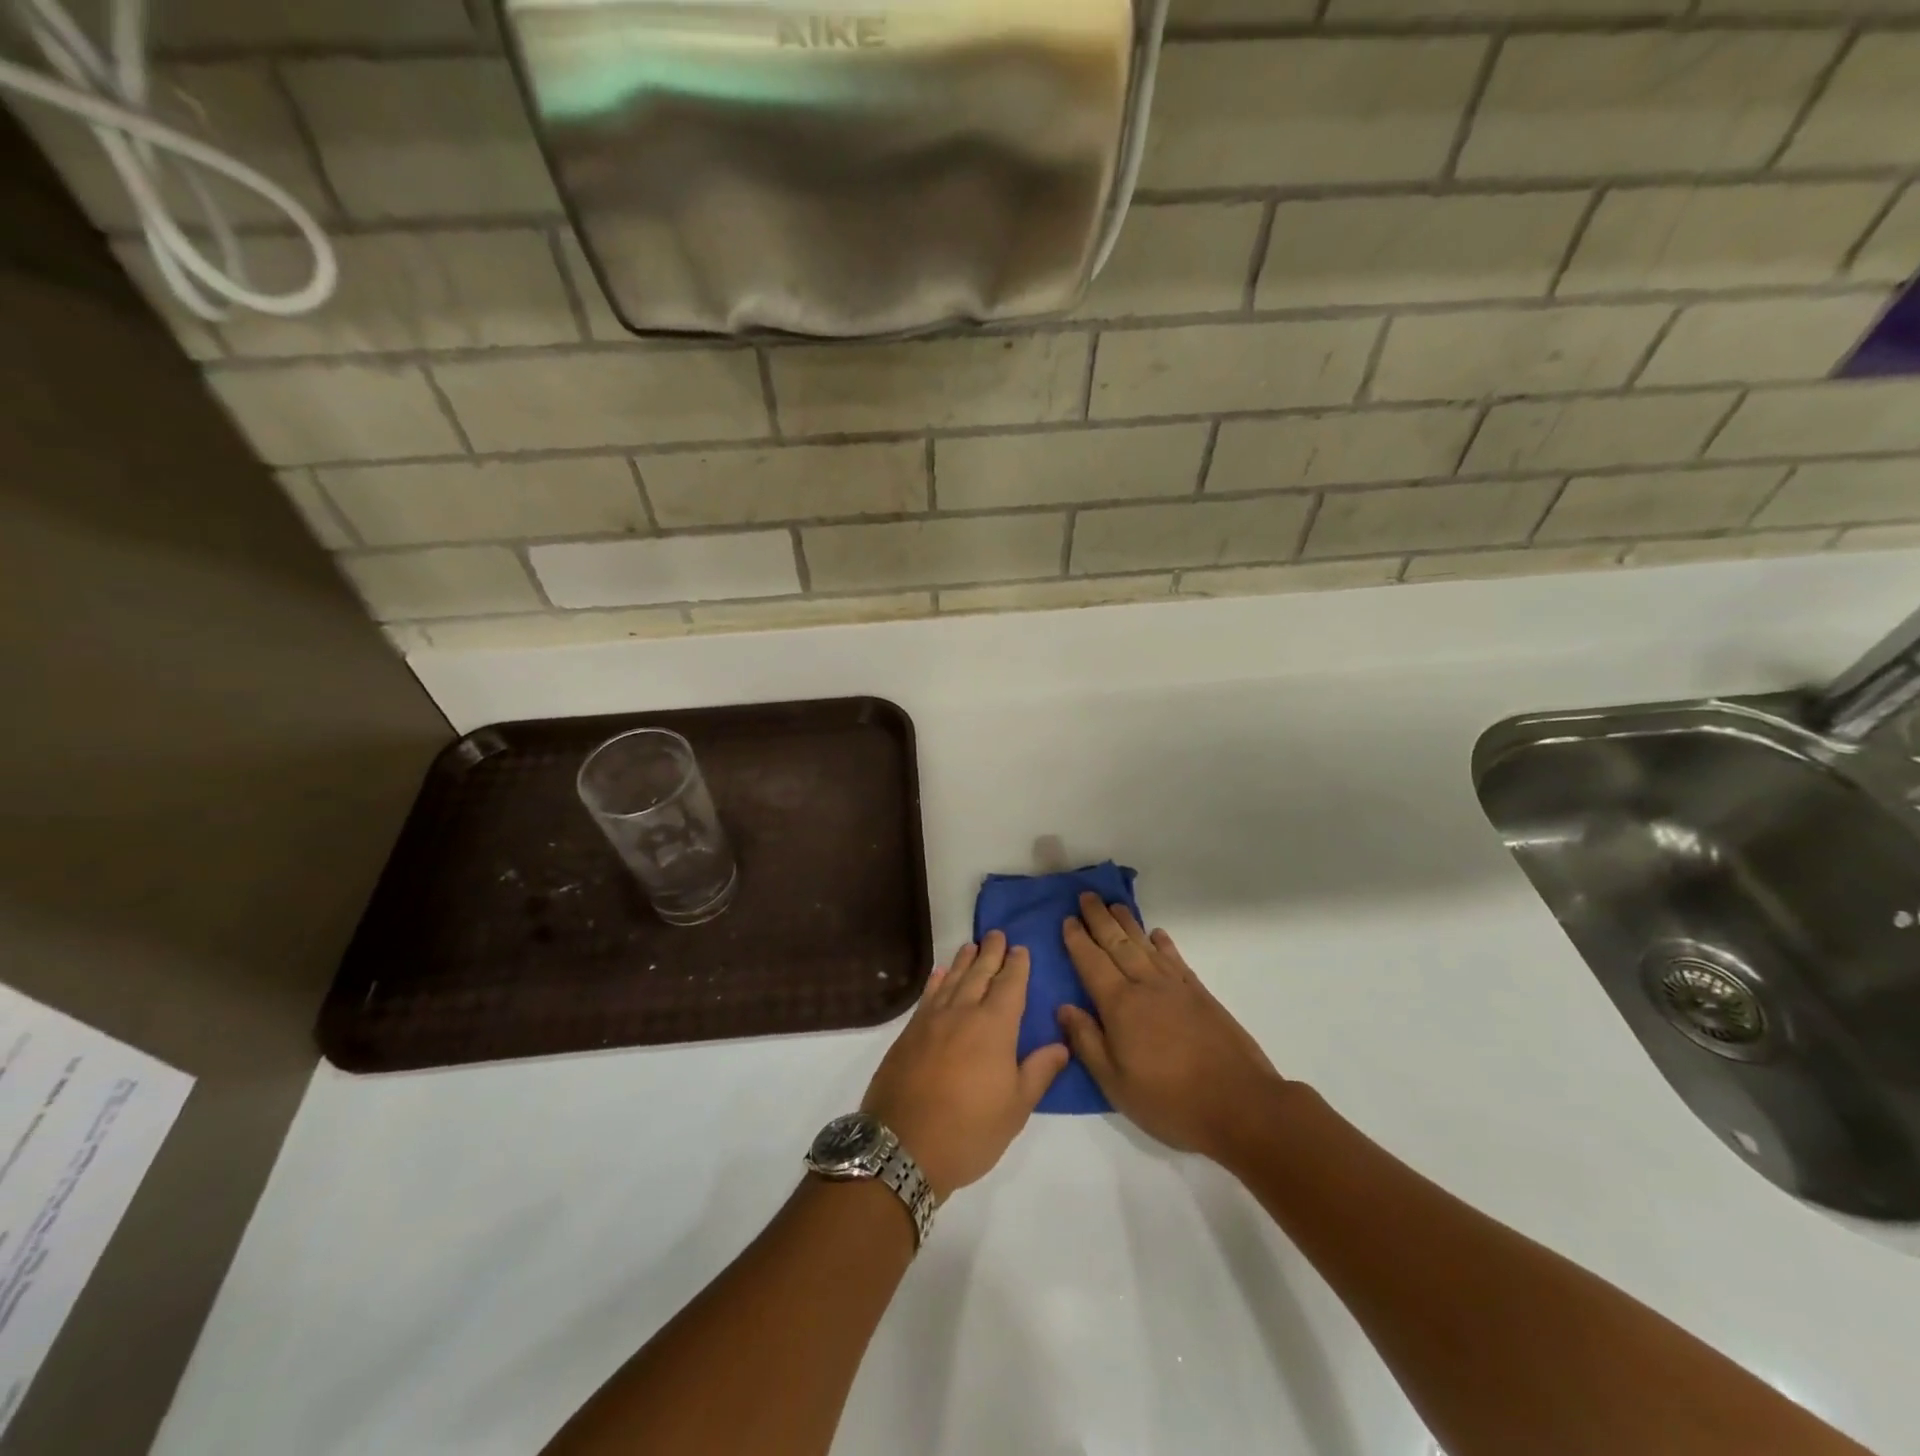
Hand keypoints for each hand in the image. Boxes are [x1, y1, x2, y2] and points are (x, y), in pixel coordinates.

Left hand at [862, 932, 1069, 1198]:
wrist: (903, 1146)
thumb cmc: (970, 1131)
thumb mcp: (1016, 1108)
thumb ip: (1039, 1071)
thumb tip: (1062, 1044)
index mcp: (994, 1027)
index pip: (1010, 986)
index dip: (1017, 966)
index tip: (1021, 949)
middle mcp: (963, 1013)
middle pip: (980, 974)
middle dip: (991, 953)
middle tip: (997, 934)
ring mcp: (932, 1021)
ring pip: (953, 980)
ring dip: (965, 961)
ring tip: (973, 945)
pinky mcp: (909, 1033)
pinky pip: (928, 996)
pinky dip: (937, 981)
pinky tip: (941, 974)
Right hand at [1056, 893, 1290, 1164]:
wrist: (1240, 1104)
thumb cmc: (1170, 1101)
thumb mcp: (1116, 1084)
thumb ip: (1087, 1042)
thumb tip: (1064, 1007)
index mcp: (1120, 1006)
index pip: (1092, 963)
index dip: (1078, 940)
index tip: (1068, 919)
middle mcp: (1146, 986)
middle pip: (1117, 944)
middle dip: (1099, 919)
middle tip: (1086, 896)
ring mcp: (1176, 988)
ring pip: (1145, 945)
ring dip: (1128, 923)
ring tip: (1114, 905)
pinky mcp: (1200, 995)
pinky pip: (1175, 959)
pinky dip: (1164, 944)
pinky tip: (1157, 934)